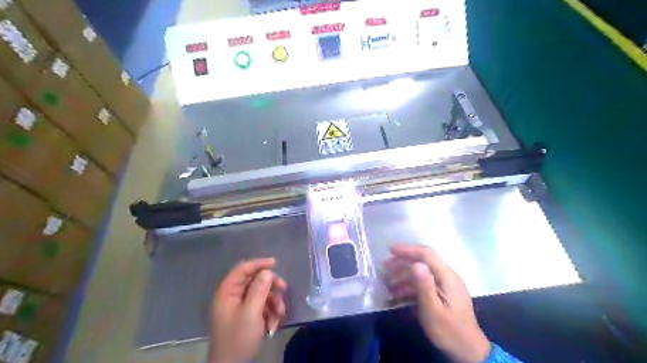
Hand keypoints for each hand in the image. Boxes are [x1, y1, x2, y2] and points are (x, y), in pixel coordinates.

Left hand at [210, 258, 285, 362]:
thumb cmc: (238, 338)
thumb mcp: (251, 312)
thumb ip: (259, 289)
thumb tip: (267, 271)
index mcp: (227, 292)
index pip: (242, 269)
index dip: (258, 263)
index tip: (275, 263)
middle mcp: (232, 296)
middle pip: (254, 281)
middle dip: (271, 287)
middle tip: (284, 290)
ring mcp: (239, 307)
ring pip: (261, 295)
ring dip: (273, 303)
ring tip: (279, 315)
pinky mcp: (246, 317)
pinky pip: (261, 307)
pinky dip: (270, 313)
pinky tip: (273, 325)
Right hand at [383, 246, 490, 362]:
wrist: (468, 353)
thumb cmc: (450, 332)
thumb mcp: (433, 311)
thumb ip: (425, 286)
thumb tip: (416, 264)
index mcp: (447, 277)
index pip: (426, 255)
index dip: (408, 250)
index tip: (390, 250)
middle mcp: (447, 277)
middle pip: (422, 262)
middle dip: (402, 263)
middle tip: (384, 268)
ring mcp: (445, 286)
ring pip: (420, 273)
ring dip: (403, 276)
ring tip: (387, 283)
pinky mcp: (442, 295)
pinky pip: (423, 284)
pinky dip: (408, 287)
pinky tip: (396, 295)